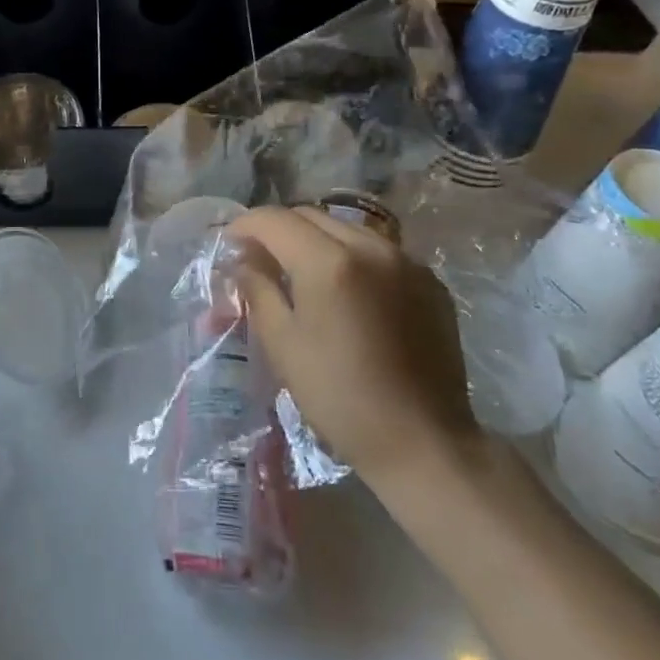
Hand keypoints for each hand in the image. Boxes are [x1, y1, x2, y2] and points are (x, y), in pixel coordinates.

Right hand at [227, 206, 482, 511]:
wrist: (424, 442)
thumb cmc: (340, 397)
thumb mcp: (283, 344)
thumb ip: (258, 289)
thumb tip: (243, 260)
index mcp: (329, 261)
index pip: (275, 220)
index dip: (245, 226)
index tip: (229, 244)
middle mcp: (371, 247)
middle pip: (311, 216)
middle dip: (279, 230)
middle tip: (260, 258)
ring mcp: (406, 261)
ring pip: (347, 229)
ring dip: (316, 240)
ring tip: (302, 271)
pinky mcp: (430, 282)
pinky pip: (379, 251)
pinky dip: (352, 257)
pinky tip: (347, 290)